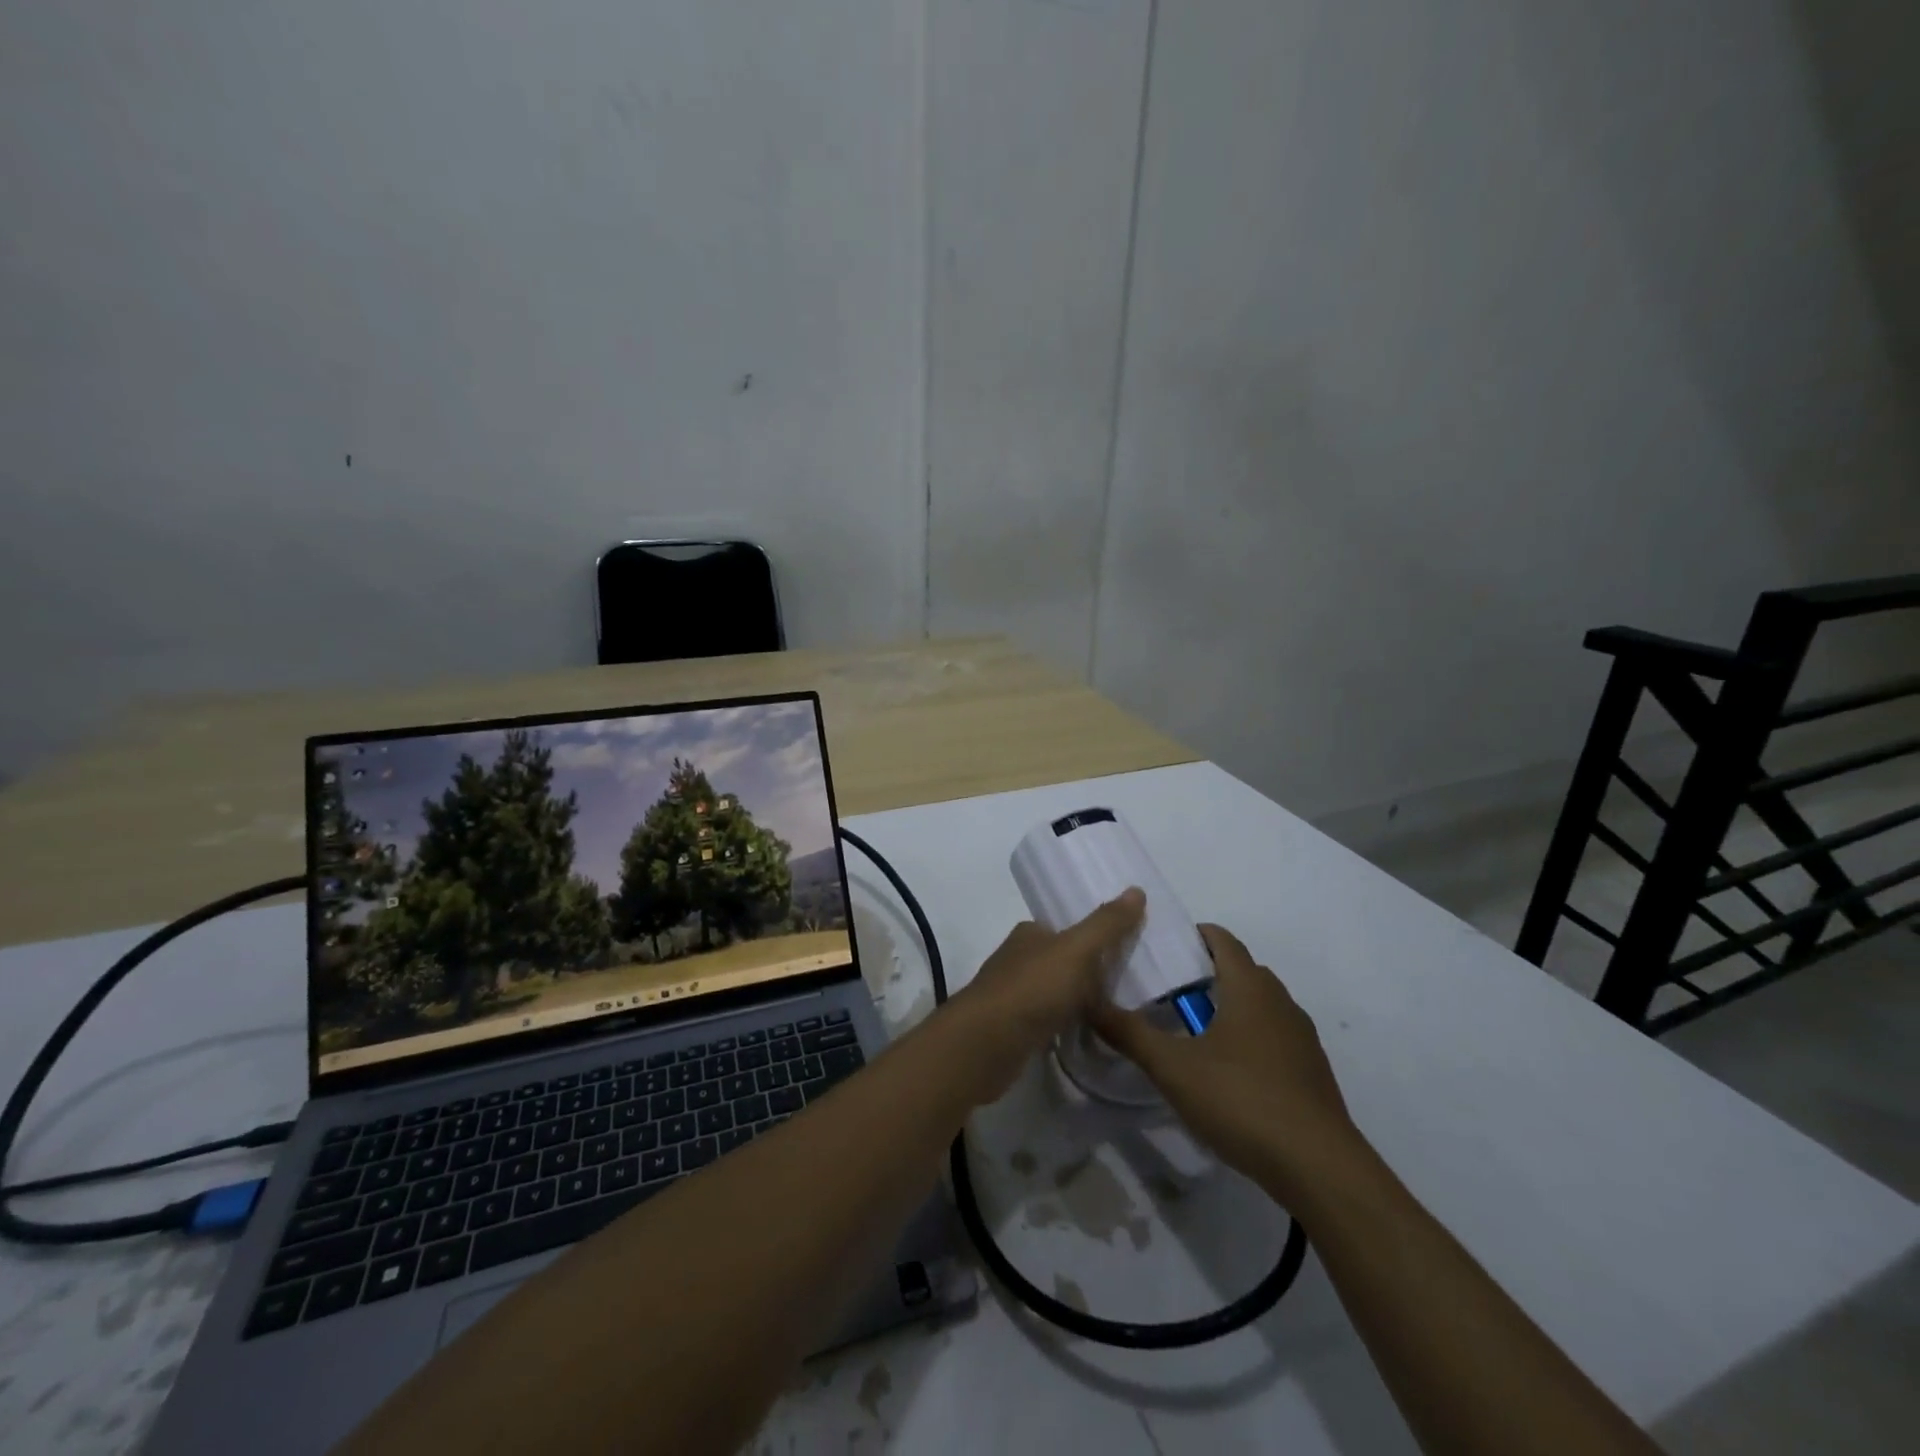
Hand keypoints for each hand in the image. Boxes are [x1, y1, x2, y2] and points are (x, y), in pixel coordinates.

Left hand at [941, 889, 1145, 1104]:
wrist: (988, 1042)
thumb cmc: (1033, 987)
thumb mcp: (1077, 950)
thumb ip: (1106, 924)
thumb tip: (1137, 890)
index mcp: (1030, 933)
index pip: (1065, 928)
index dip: (1093, 935)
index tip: (1126, 948)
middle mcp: (1018, 959)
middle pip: (1061, 960)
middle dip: (1089, 970)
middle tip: (1131, 983)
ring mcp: (1013, 996)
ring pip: (1055, 992)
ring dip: (1079, 999)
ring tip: (1119, 1011)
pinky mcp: (1014, 1030)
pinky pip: (1050, 1021)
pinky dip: (1067, 1024)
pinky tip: (1089, 1034)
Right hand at [1087, 924, 1360, 1200]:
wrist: (1320, 1169)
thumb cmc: (1242, 1100)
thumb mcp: (1173, 1068)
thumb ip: (1130, 1034)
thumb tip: (1090, 1002)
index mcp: (1249, 987)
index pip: (1221, 939)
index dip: (1191, 935)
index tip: (1160, 948)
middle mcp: (1280, 1002)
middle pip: (1240, 970)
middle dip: (1204, 973)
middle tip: (1165, 991)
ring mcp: (1301, 1038)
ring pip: (1258, 1006)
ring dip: (1228, 1008)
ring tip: (1190, 1032)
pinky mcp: (1311, 1072)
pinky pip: (1273, 1037)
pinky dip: (1247, 1039)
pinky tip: (1226, 1073)